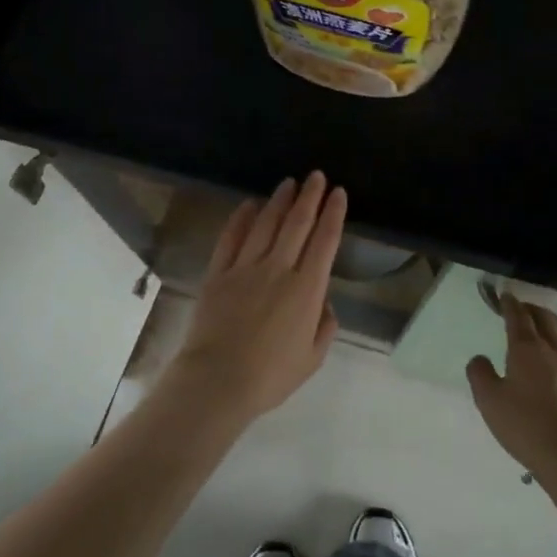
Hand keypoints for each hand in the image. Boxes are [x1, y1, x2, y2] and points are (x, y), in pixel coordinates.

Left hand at [165, 172, 345, 425]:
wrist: (218, 380)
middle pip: (297, 224)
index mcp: (307, 289)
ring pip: (266, 224)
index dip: (333, 214)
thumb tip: (323, 303)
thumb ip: (324, 326)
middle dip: (310, 197)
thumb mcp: (312, 358)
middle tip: (316, 176)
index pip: (325, 241)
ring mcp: (245, 268)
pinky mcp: (218, 273)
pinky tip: (249, 204)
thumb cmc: (271, 376)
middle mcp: (278, 269)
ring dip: (279, 201)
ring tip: (288, 183)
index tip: (339, 193)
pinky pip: (231, 238)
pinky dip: (241, 218)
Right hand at [467, 294, 556, 477]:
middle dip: (531, 308)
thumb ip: (479, 374)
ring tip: (544, 321)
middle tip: (521, 307)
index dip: (510, 304)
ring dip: (551, 320)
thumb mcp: (489, 401)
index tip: (505, 296)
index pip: (518, 317)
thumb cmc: (525, 426)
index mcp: (526, 348)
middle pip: (544, 318)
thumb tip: (480, 358)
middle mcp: (553, 348)